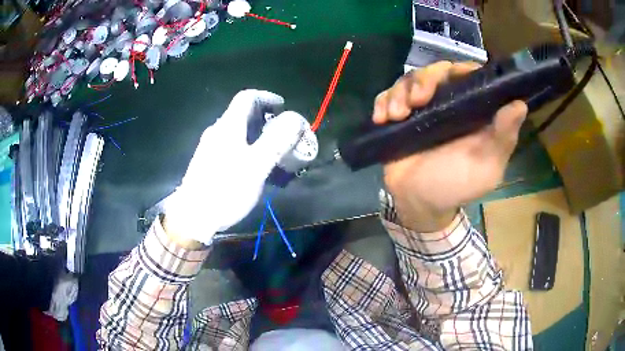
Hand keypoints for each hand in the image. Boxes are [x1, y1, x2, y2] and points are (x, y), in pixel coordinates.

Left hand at [163, 90, 303, 245]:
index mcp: (229, 126)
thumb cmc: (225, 189)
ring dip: (257, 134)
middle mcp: (217, 131)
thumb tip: (295, 118)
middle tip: (283, 133)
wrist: (193, 216)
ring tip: (272, 150)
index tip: (283, 107)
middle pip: (242, 114)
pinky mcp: (207, 162)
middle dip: (265, 118)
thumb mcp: (256, 166)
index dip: (267, 97)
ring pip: (237, 131)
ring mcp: (210, 147)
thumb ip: (277, 140)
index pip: (247, 97)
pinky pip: (231, 145)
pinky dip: (247, 146)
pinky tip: (253, 165)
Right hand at [373, 61, 527, 231]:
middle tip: (417, 101)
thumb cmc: (456, 186)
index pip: (469, 76)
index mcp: (472, 111)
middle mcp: (447, 103)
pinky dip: (383, 101)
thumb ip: (503, 138)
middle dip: (424, 79)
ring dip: (400, 92)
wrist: (419, 203)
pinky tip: (382, 118)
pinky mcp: (398, 116)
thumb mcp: (486, 167)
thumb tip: (520, 104)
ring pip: (409, 79)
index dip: (462, 69)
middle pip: (436, 71)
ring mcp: (421, 108)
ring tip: (396, 115)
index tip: (453, 76)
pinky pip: (387, 95)